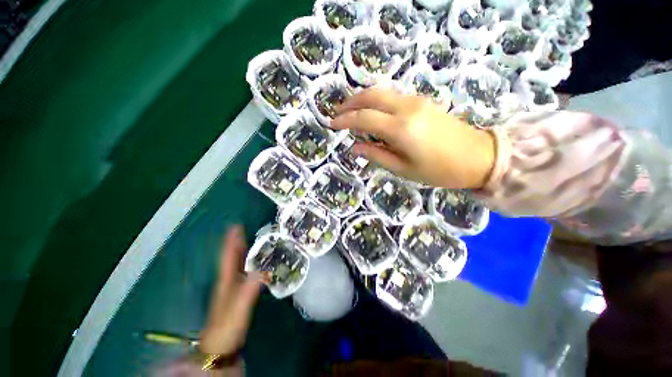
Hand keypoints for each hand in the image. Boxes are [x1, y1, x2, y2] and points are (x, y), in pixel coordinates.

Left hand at [200, 226, 261, 354]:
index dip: (231, 241)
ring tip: (248, 240)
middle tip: (243, 228)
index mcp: (227, 280)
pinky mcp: (236, 294)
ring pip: (236, 264)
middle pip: (231, 258)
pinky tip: (252, 263)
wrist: (220, 347)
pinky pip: (242, 272)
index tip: (235, 226)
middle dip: (236, 242)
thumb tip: (263, 270)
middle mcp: (227, 281)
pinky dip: (245, 263)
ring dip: (240, 251)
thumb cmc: (228, 326)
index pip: (229, 257)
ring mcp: (231, 288)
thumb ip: (250, 289)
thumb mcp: (239, 307)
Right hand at [331, 88, 495, 188]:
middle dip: (351, 102)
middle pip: (371, 95)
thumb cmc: (439, 170)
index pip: (364, 118)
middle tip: (338, 113)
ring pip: (382, 91)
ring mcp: (416, 101)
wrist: (478, 156)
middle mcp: (406, 108)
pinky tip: (371, 111)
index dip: (345, 120)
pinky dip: (377, 100)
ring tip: (350, 111)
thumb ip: (376, 155)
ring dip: (363, 98)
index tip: (331, 124)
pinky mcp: (422, 101)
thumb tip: (355, 147)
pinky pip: (393, 95)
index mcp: (401, 128)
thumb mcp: (403, 169)